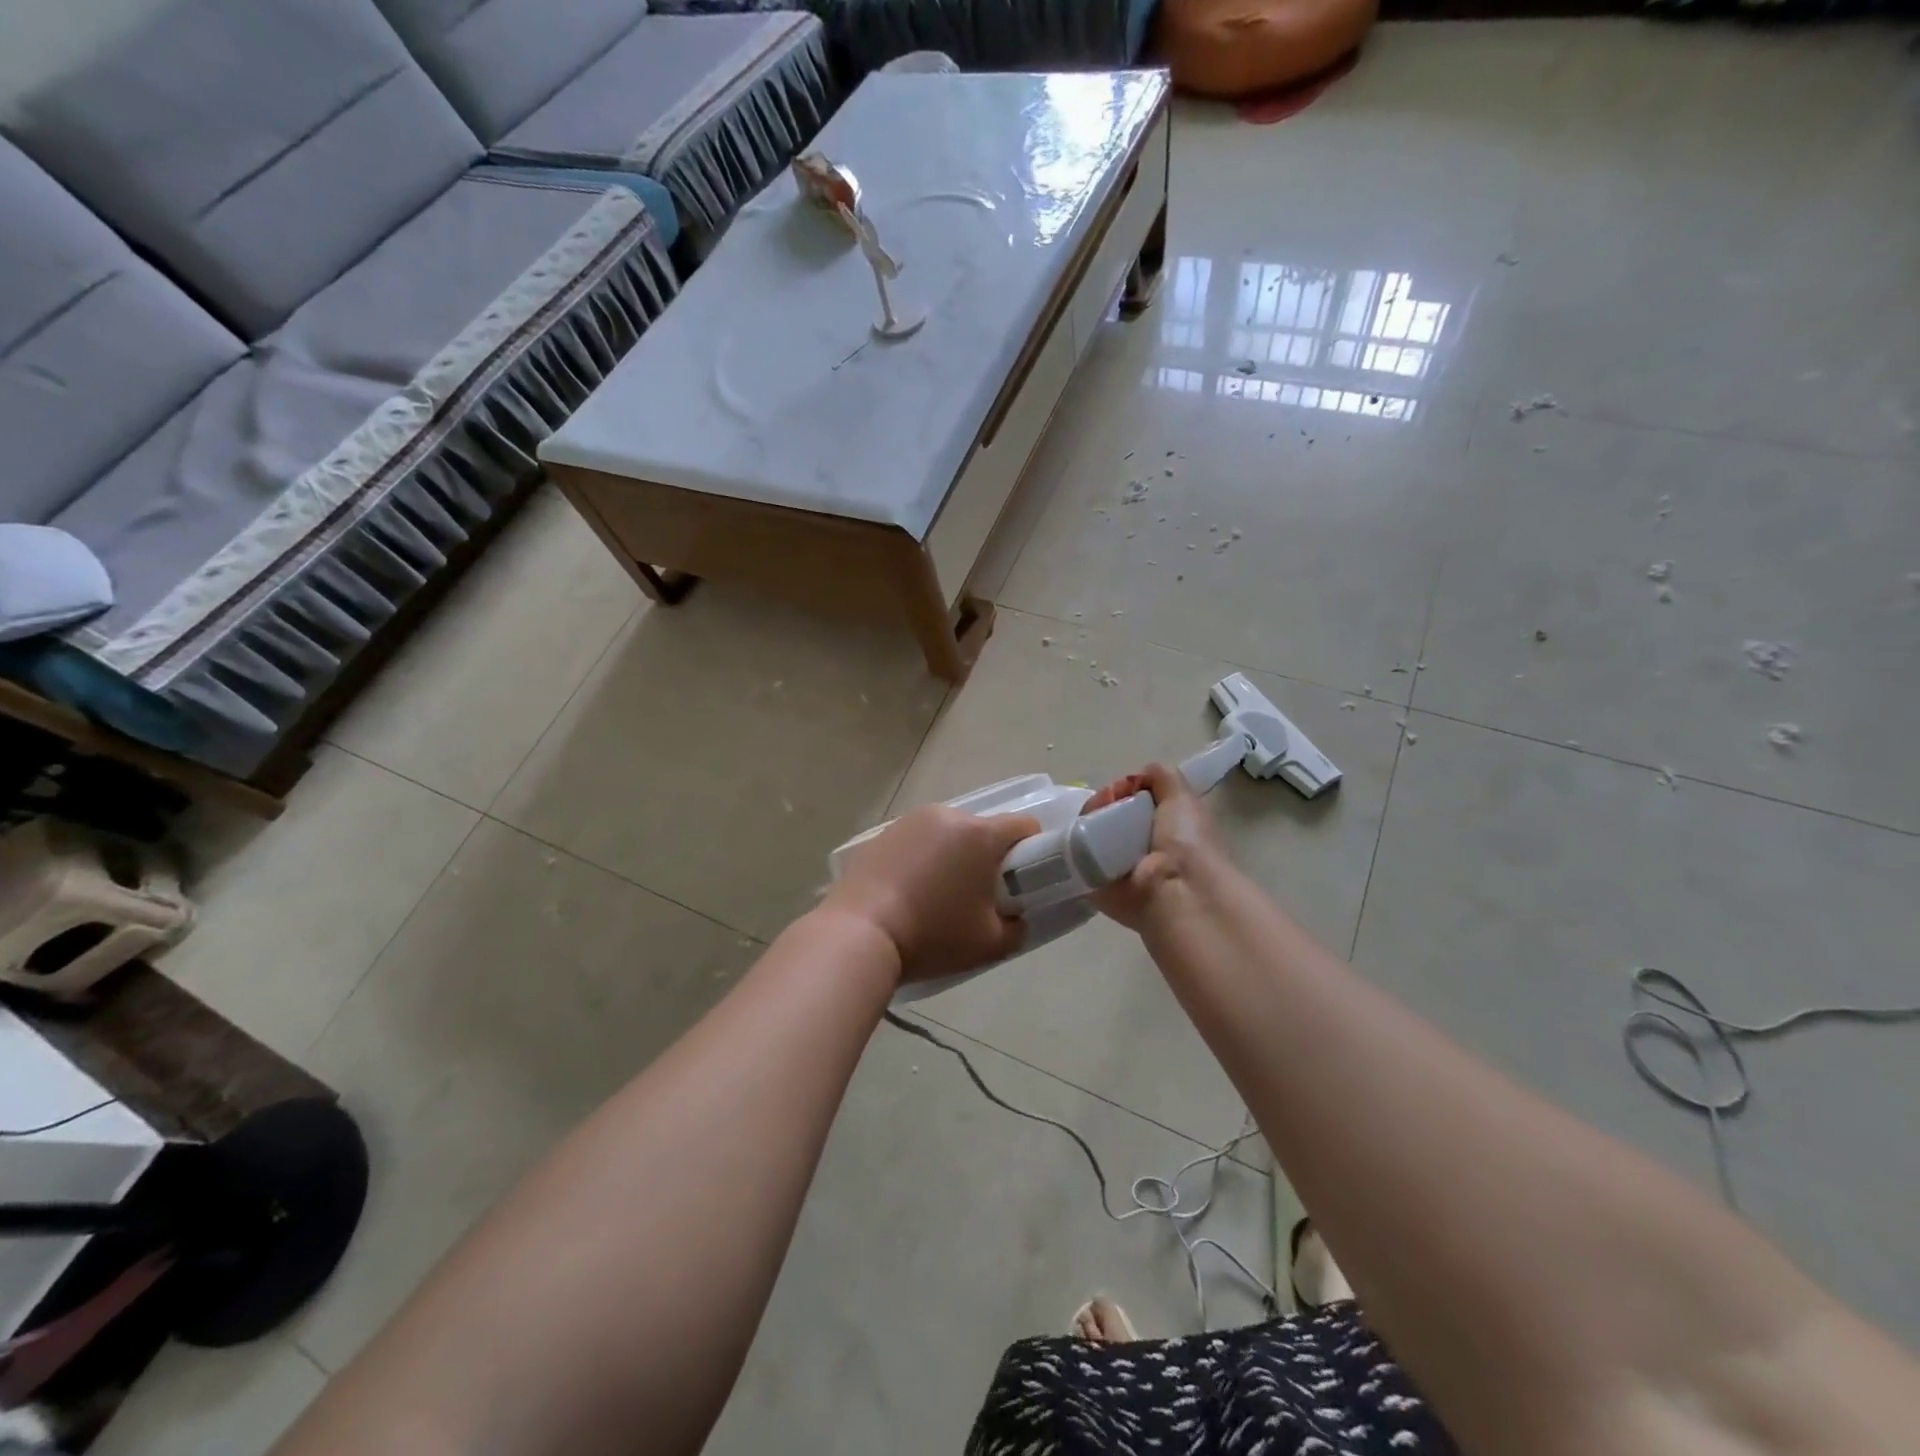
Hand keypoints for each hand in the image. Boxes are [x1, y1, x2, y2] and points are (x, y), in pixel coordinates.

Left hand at [821, 805, 1038, 983]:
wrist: (859, 933)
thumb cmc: (932, 936)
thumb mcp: (990, 944)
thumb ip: (1018, 927)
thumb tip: (1017, 917)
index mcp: (980, 834)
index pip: (1024, 826)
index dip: (1032, 851)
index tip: (1021, 882)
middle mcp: (948, 816)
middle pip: (983, 829)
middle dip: (987, 857)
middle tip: (977, 897)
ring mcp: (911, 821)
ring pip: (949, 833)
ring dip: (953, 855)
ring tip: (937, 896)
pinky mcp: (884, 833)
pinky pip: (918, 840)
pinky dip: (922, 858)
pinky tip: (908, 891)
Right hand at [1084, 763, 1229, 931]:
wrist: (1177, 888)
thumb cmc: (1186, 841)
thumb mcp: (1182, 797)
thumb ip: (1163, 777)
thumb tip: (1137, 776)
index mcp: (1161, 828)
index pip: (1132, 800)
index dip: (1125, 788)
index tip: (1127, 787)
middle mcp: (1137, 846)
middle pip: (1107, 812)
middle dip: (1105, 800)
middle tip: (1108, 801)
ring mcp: (1114, 865)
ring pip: (1089, 830)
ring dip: (1089, 817)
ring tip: (1095, 817)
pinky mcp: (1093, 882)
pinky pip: (1076, 854)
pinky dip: (1074, 840)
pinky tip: (1081, 832)